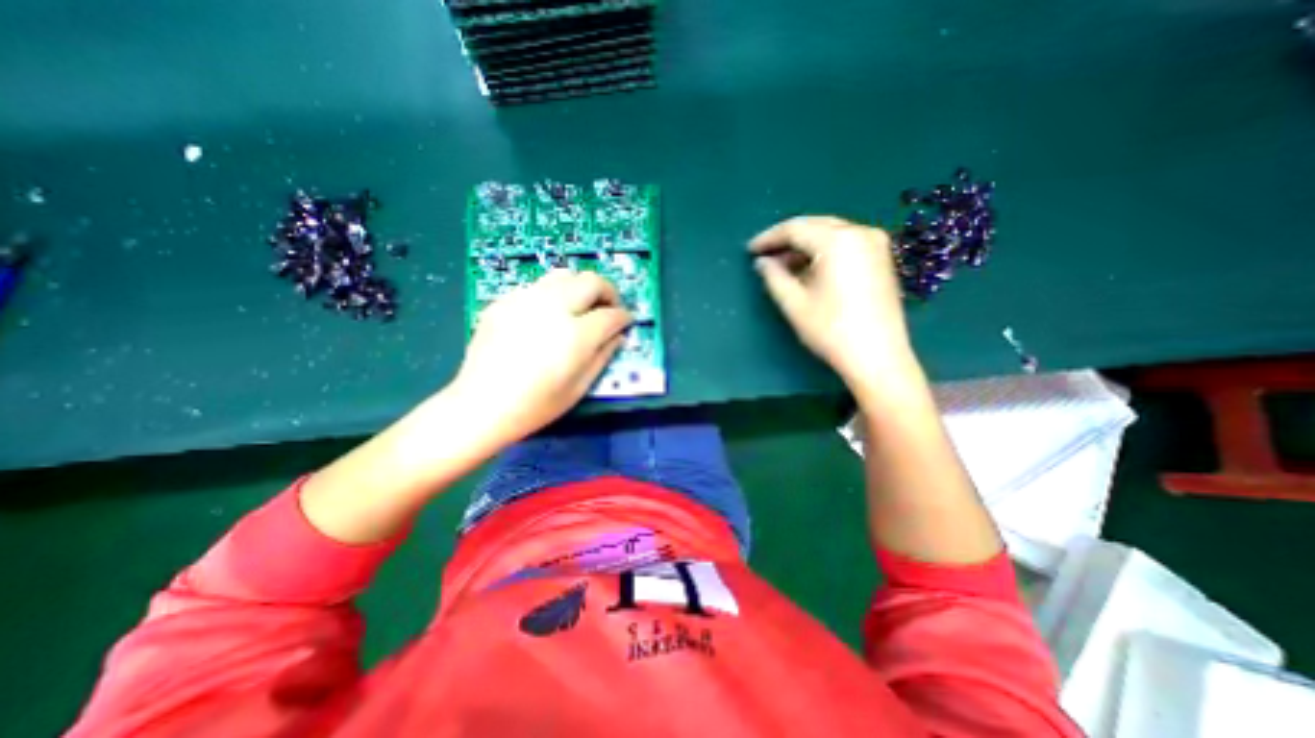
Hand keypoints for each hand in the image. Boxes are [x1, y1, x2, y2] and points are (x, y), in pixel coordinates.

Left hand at [455, 272, 633, 442]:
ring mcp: (525, 300)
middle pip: (591, 281)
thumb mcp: (579, 387)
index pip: (611, 314)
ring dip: (580, 287)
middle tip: (608, 308)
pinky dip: (553, 295)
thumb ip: (603, 356)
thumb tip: (618, 335)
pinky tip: (548, 317)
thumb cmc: (536, 405)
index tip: (626, 321)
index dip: (624, 317)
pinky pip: (538, 287)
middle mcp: (553, 308)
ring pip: (564, 275)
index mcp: (575, 335)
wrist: (481, 405)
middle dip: (608, 292)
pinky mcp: (505, 301)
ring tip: (580, 307)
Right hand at [750, 214, 916, 381]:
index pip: (795, 229)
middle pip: (815, 226)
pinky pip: (845, 244)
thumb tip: (762, 262)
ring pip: (830, 234)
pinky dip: (823, 252)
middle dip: (787, 239)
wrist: (878, 356)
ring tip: (783, 265)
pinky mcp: (881, 258)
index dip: (769, 238)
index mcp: (838, 240)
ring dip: (805, 246)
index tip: (750, 250)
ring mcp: (875, 244)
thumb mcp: (794, 303)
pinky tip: (808, 269)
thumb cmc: (831, 329)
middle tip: (765, 255)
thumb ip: (773, 276)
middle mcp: (860, 233)